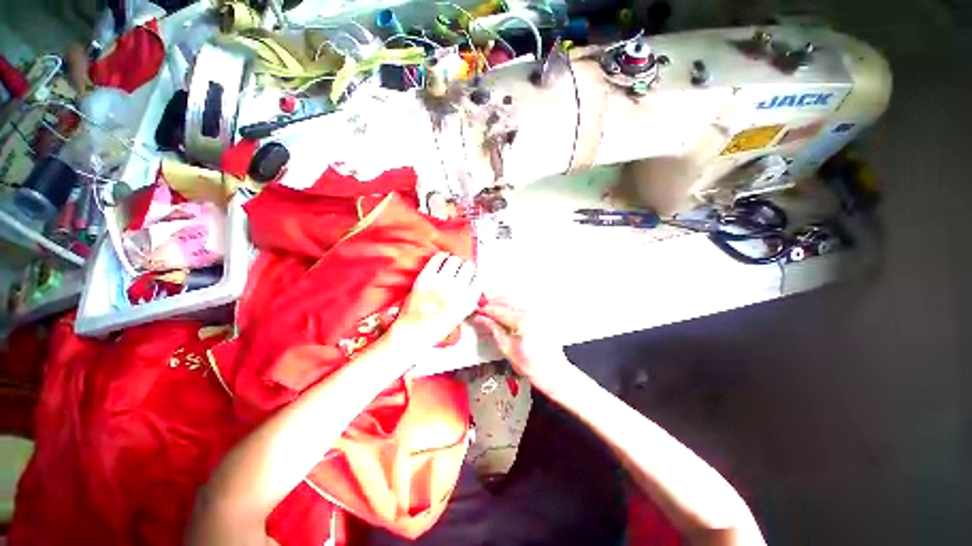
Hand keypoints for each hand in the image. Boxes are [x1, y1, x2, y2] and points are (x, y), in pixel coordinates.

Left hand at [390, 252, 480, 348]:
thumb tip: (472, 284)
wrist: (414, 331)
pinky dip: (442, 256)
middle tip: (460, 269)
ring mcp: (441, 282)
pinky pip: (438, 258)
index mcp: (468, 300)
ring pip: (455, 260)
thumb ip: (469, 299)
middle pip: (469, 266)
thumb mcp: (461, 315)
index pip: (478, 278)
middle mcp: (457, 289)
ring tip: (450, 264)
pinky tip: (442, 258)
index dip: (473, 276)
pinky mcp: (426, 277)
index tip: (469, 275)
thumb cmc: (437, 327)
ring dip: (454, 261)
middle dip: (465, 267)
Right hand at [473, 300, 571, 389]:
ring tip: (490, 308)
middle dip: (492, 303)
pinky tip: (504, 310)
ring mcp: (537, 312)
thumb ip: (494, 330)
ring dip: (501, 302)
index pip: (499, 310)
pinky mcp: (540, 315)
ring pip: (514, 300)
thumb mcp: (507, 349)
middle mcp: (531, 312)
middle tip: (480, 309)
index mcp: (523, 321)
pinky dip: (511, 304)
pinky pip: (522, 304)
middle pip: (507, 301)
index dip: (486, 310)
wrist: (554, 372)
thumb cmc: (531, 365)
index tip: (476, 312)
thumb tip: (481, 318)